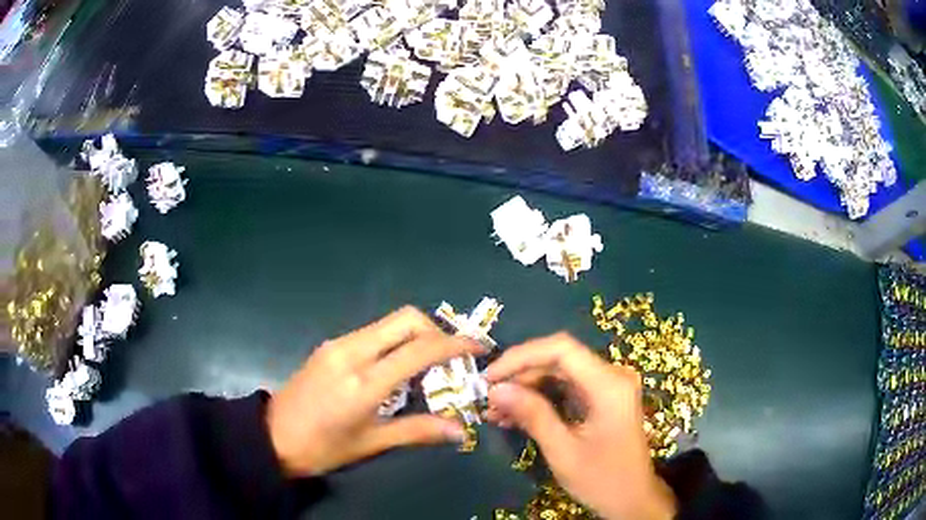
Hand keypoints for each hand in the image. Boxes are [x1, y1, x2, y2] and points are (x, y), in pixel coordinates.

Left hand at [266, 306, 484, 476]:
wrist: (272, 436)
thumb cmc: (322, 447)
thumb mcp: (371, 443)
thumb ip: (417, 431)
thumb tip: (459, 430)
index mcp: (363, 381)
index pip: (418, 349)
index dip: (454, 344)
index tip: (479, 348)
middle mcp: (351, 351)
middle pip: (405, 319)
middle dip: (436, 332)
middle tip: (450, 360)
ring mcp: (338, 344)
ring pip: (389, 323)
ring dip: (416, 336)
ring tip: (428, 366)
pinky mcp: (330, 345)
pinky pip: (372, 333)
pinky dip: (395, 341)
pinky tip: (396, 367)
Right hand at [485, 333, 676, 519]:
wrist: (633, 498)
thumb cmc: (602, 479)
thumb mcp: (563, 451)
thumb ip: (532, 415)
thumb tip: (496, 389)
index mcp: (609, 384)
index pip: (561, 349)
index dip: (521, 356)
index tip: (490, 376)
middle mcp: (612, 375)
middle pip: (559, 359)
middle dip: (520, 375)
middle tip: (489, 398)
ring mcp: (609, 386)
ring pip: (559, 371)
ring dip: (527, 387)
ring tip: (496, 410)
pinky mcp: (602, 398)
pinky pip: (567, 387)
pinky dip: (541, 397)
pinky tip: (516, 414)